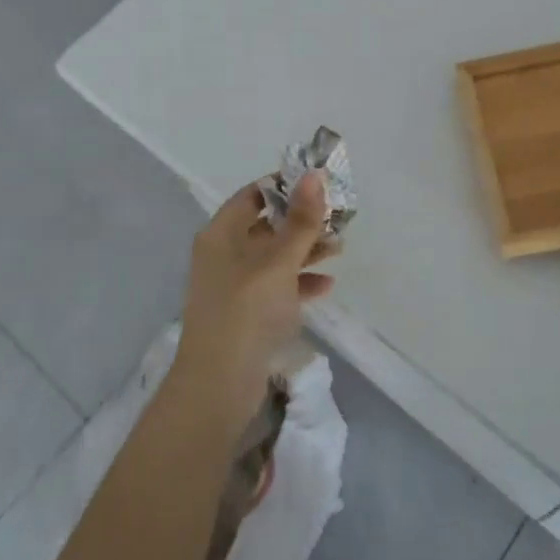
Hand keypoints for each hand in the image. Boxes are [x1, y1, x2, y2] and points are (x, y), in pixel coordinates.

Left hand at [175, 173, 336, 405]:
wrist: (219, 383)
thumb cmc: (247, 310)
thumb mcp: (279, 261)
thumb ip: (300, 220)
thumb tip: (314, 176)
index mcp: (222, 233)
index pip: (254, 195)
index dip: (285, 186)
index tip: (319, 186)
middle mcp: (224, 254)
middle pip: (267, 226)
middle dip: (302, 222)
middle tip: (338, 220)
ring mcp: (234, 285)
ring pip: (274, 257)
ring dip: (305, 251)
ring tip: (340, 250)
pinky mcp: (245, 312)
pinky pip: (276, 287)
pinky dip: (299, 282)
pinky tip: (326, 285)